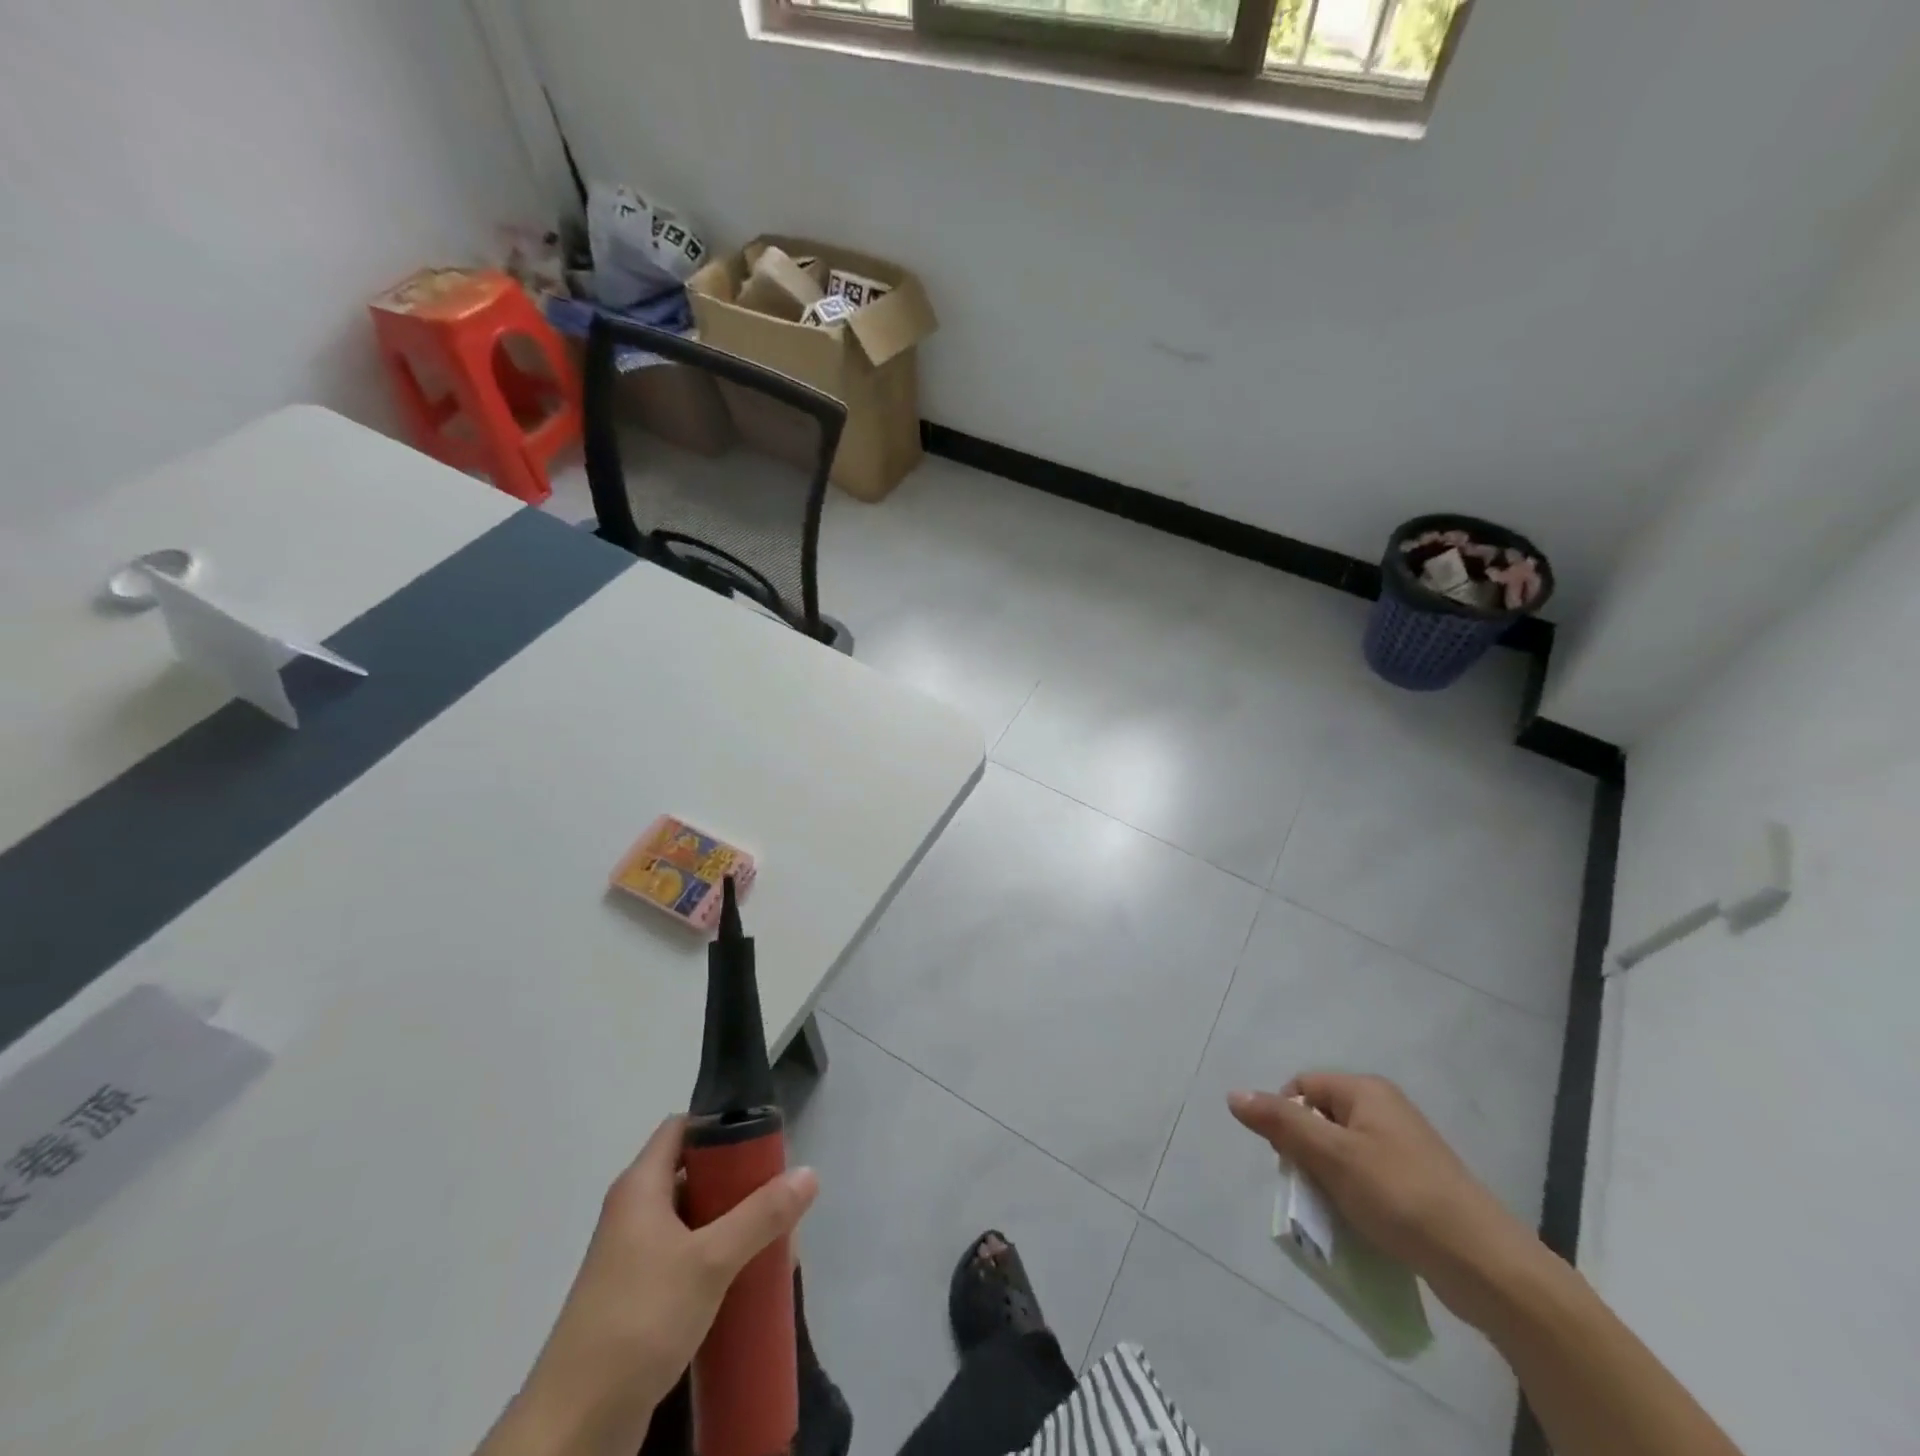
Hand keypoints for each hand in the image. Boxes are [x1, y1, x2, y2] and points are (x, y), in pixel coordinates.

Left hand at [482, 1117, 818, 1455]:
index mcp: (640, 1187)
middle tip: (779, 1191)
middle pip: (692, 1173)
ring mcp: (633, 1259)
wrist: (573, 1429)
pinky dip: (717, 1261)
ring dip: (732, 1224)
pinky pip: (686, 1261)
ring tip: (775, 1236)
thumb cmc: (639, 1320)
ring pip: (693, 1221)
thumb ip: (760, 1215)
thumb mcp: (709, 1261)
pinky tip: (748, 1280)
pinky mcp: (639, 1300)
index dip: (720, 1123)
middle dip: (738, 1180)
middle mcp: (634, 1213)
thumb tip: (809, 1172)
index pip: (682, 1127)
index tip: (764, 1135)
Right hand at [1228, 1074, 1543, 1331]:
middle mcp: (1385, 1109)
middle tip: (1314, 1188)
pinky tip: (1361, 1224)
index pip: (1302, 1087)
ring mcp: (1404, 1147)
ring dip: (1329, 1180)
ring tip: (1337, 1212)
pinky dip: (1355, 1197)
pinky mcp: (1417, 1183)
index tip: (1293, 1160)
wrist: (1486, 1265)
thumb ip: (1281, 1124)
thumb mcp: (1333, 1157)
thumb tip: (1234, 1094)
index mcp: (1366, 1091)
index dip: (1287, 1119)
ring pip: (1343, 1152)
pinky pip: (1368, 1178)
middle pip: (1321, 1118)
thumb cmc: (1401, 1197)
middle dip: (1307, 1153)